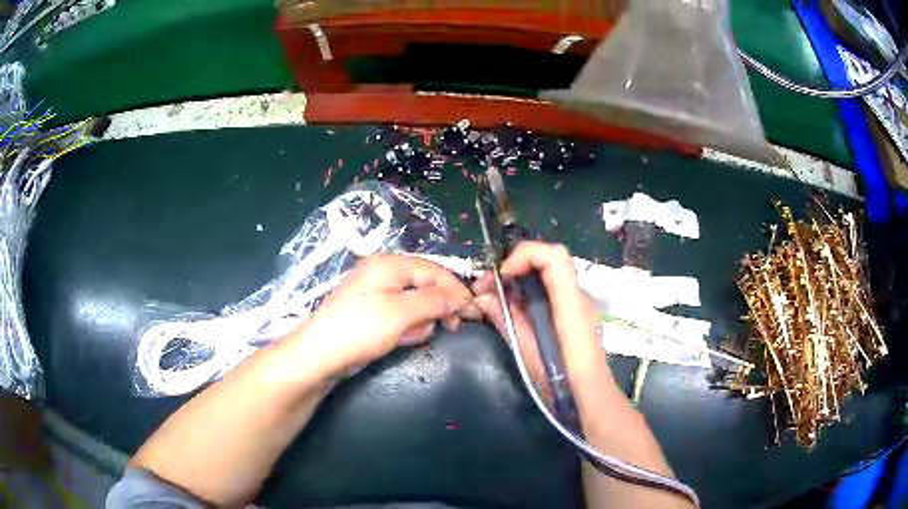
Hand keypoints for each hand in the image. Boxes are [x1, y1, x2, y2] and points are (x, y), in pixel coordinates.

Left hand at [287, 254, 476, 378]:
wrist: (320, 355)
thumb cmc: (360, 329)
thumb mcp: (401, 313)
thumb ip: (434, 301)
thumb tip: (460, 296)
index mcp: (388, 264)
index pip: (433, 270)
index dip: (455, 289)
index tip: (472, 310)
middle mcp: (383, 274)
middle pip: (425, 285)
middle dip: (436, 307)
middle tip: (449, 327)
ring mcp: (376, 294)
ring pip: (415, 304)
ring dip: (420, 321)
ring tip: (410, 336)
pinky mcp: (373, 314)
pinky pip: (401, 316)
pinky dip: (406, 328)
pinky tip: (400, 340)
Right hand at [472, 242, 605, 399]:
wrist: (590, 397)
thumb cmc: (561, 381)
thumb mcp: (528, 353)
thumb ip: (507, 320)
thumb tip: (483, 299)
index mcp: (570, 304)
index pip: (553, 257)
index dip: (524, 255)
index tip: (502, 276)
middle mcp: (578, 296)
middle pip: (549, 259)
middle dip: (516, 264)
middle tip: (490, 285)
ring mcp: (578, 303)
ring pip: (549, 273)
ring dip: (520, 276)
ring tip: (496, 297)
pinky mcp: (574, 312)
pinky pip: (551, 288)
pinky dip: (529, 289)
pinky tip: (513, 309)